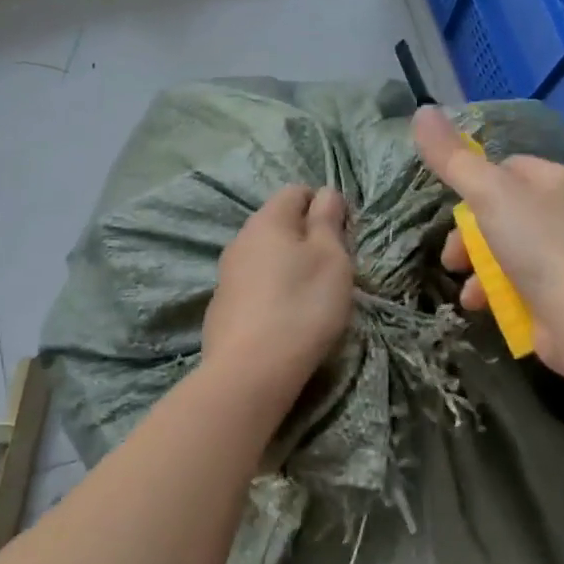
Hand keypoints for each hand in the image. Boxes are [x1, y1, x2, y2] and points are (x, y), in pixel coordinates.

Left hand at [202, 185, 353, 400]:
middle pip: (280, 224)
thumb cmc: (302, 305)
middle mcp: (241, 239)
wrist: (250, 371)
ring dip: (289, 267)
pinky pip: (254, 286)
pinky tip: (283, 320)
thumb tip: (325, 193)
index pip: (297, 191)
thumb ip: (328, 220)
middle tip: (331, 271)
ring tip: (310, 299)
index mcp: (268, 220)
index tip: (342, 237)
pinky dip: (271, 293)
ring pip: (266, 256)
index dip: (324, 206)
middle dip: (307, 239)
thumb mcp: (331, 257)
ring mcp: (226, 274)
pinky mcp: (221, 306)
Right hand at [412, 106, 563, 378]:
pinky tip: (480, 304)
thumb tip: (422, 110)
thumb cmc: (538, 246)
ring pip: (504, 250)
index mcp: (554, 179)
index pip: (506, 167)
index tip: (456, 205)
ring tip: (465, 286)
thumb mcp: (487, 193)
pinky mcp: (560, 293)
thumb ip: (452, 158)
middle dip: (468, 235)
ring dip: (476, 267)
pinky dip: (494, 290)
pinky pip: (516, 281)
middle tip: (453, 256)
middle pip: (499, 212)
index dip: (475, 184)